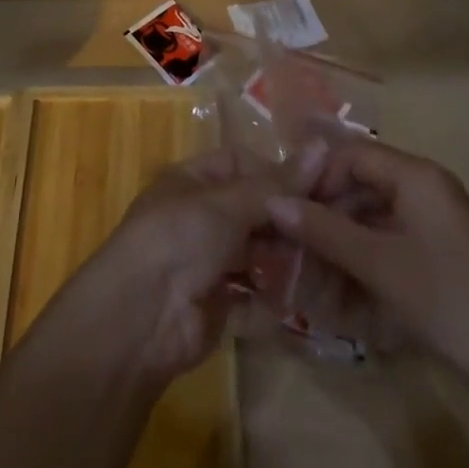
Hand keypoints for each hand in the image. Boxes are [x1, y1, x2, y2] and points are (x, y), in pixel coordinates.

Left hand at [71, 146, 320, 381]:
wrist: (140, 320)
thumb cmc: (178, 239)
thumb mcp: (227, 203)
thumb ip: (277, 185)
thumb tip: (322, 147)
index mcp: (192, 180)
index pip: (241, 164)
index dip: (277, 173)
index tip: (319, 187)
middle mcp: (199, 217)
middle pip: (252, 211)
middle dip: (286, 222)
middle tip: (328, 233)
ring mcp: (207, 262)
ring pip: (256, 254)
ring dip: (283, 261)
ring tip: (319, 268)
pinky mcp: (216, 306)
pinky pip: (253, 297)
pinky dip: (272, 300)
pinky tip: (298, 300)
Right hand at [266, 138, 468, 396]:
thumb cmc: (446, 299)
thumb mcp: (378, 264)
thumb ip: (323, 230)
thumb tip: (272, 202)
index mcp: (415, 174)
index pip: (350, 155)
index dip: (315, 178)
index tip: (286, 210)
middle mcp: (424, 186)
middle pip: (360, 183)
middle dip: (324, 213)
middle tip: (291, 245)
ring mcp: (433, 220)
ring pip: (371, 215)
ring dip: (340, 240)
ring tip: (311, 273)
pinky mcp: (438, 251)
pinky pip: (388, 239)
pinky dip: (363, 258)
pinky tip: (342, 289)